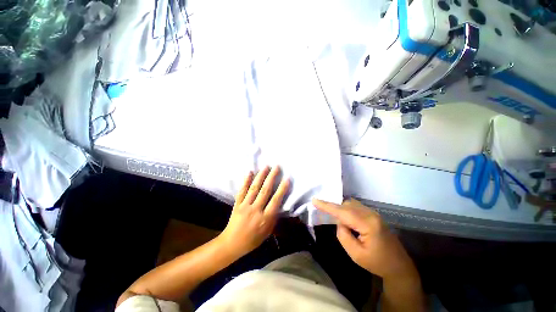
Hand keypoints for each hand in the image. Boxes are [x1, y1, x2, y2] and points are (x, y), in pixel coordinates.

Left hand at [219, 166, 289, 257]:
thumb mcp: (267, 232)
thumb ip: (274, 217)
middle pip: (265, 190)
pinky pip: (242, 190)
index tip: (286, 178)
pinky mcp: (237, 204)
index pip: (275, 200)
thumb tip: (279, 204)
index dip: (282, 189)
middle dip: (271, 177)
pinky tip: (250, 172)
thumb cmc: (253, 239)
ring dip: (261, 176)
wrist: (232, 243)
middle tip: (276, 167)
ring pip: (254, 188)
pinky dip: (246, 181)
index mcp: (265, 218)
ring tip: (266, 166)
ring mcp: (245, 205)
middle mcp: (256, 209)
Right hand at [312, 198, 416, 279]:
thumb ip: (343, 235)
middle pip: (346, 204)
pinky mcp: (373, 215)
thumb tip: (340, 222)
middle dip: (334, 207)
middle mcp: (371, 214)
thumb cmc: (377, 263)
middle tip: (323, 212)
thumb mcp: (356, 254)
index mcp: (368, 224)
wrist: (399, 266)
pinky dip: (347, 210)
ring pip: (351, 204)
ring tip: (334, 217)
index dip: (327, 206)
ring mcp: (374, 213)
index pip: (342, 212)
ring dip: (341, 209)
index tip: (314, 200)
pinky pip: (356, 207)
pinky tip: (345, 218)